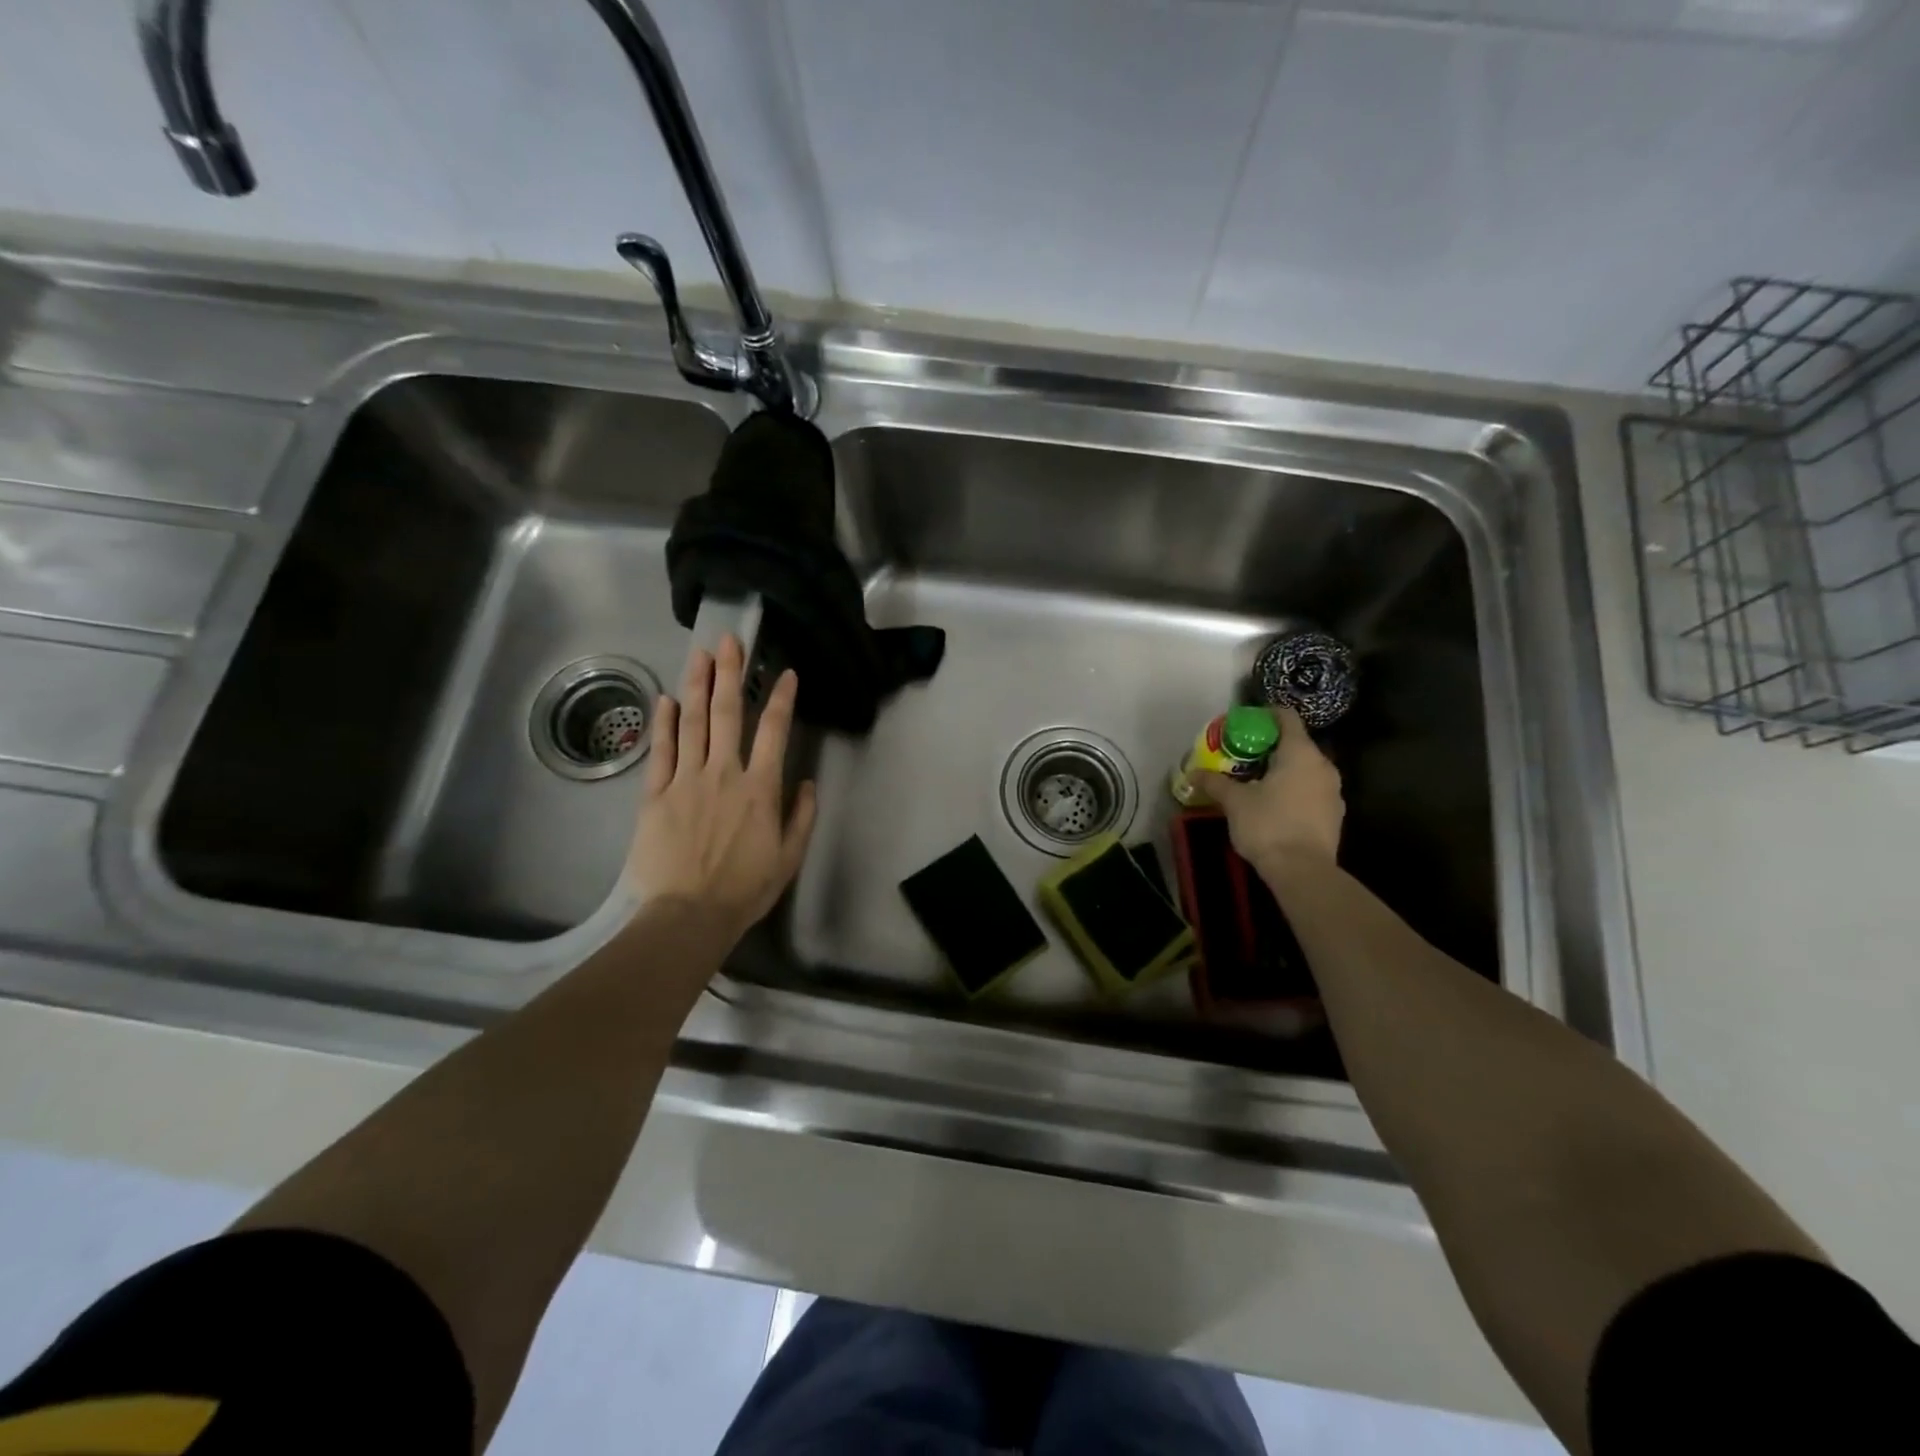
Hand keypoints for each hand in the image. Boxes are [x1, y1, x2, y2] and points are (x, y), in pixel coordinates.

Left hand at [626, 634, 817, 947]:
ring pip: (691, 722)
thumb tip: (806, 782)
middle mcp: (723, 773)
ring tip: (700, 654)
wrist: (687, 915)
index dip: (781, 698)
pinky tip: (665, 698)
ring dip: (696, 685)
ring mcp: (685, 780)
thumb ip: (801, 817)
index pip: (773, 731)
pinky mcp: (655, 794)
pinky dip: (663, 723)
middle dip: (730, 673)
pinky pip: (660, 751)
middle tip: (731, 641)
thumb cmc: (744, 890)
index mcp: (759, 788)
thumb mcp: (788, 858)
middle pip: (726, 713)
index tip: (785, 673)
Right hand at [1197, 706, 1343, 871]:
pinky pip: (1311, 790)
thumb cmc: (1268, 825)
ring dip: (1282, 770)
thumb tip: (1193, 773)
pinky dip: (1293, 790)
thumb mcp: (1234, 802)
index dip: (1265, 715)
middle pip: (1296, 744)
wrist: (1303, 871)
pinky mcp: (1334, 814)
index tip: (1245, 723)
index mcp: (1300, 753)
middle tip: (1242, 756)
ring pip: (1305, 769)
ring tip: (1256, 782)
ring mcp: (1333, 791)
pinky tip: (1274, 805)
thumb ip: (1215, 782)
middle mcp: (1323, 765)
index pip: (1286, 717)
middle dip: (1269, 747)